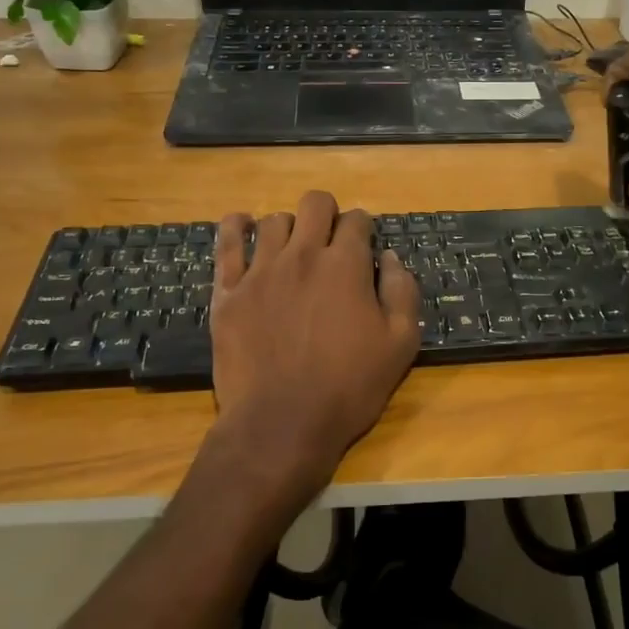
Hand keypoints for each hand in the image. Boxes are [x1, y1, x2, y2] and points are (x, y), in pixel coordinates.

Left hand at [204, 191, 421, 503]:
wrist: (282, 424)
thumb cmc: (349, 387)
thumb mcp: (401, 344)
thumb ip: (402, 292)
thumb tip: (391, 258)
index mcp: (345, 265)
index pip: (357, 221)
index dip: (364, 229)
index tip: (364, 247)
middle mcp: (302, 255)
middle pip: (315, 204)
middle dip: (328, 213)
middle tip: (331, 240)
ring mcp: (260, 271)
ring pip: (273, 221)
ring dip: (289, 227)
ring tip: (292, 248)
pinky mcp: (228, 291)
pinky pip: (226, 243)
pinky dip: (235, 227)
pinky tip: (242, 226)